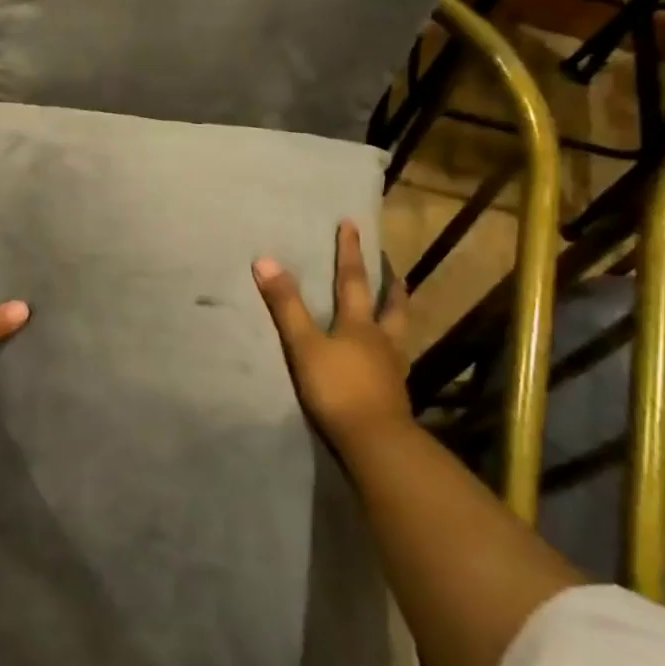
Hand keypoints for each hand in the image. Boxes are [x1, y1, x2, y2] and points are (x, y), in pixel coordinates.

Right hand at [253, 220, 411, 453]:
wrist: (374, 441)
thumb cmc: (337, 388)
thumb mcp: (304, 345)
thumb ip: (286, 305)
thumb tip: (265, 260)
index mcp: (360, 325)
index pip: (353, 279)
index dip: (350, 251)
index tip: (351, 224)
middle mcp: (382, 340)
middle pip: (391, 305)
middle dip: (390, 283)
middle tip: (392, 266)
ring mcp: (392, 368)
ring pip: (400, 332)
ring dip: (398, 314)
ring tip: (399, 304)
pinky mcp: (394, 394)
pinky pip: (397, 361)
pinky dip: (394, 348)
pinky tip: (390, 355)